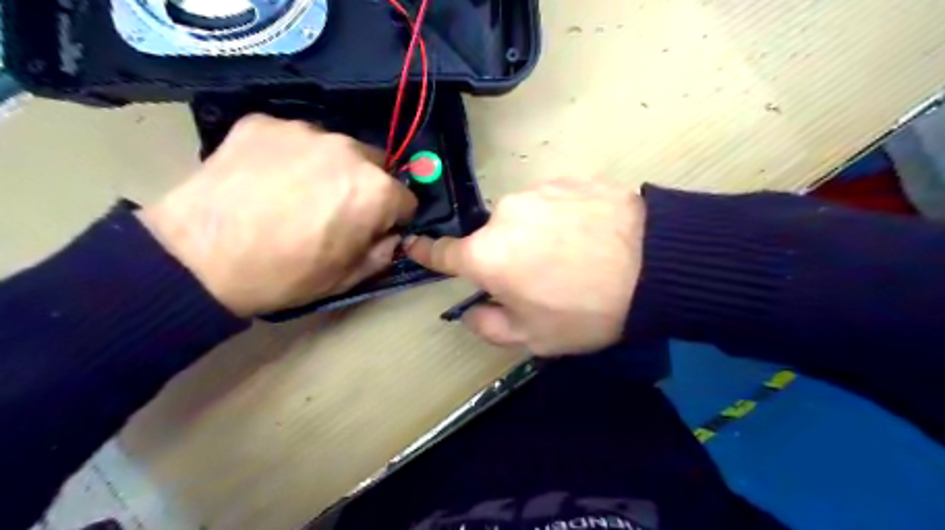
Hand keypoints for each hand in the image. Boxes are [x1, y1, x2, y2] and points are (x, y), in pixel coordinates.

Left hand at [137, 114, 415, 315]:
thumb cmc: (284, 274)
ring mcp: (304, 130)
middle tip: (332, 210)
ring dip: (328, 167)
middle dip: (364, 187)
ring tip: (294, 193)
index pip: (406, 199)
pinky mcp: (263, 121)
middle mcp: (349, 150)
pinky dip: (288, 155)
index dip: (391, 218)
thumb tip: (391, 237)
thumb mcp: (347, 278)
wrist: (198, 258)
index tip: (371, 230)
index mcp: (375, 191)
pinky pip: (292, 138)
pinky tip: (265, 178)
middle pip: (374, 166)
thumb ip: (383, 253)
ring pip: (335, 148)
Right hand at [403, 179, 646, 354]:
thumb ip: (490, 326)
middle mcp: (504, 214)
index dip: (427, 252)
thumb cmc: (586, 310)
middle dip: (506, 257)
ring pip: (523, 219)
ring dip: (535, 236)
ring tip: (573, 255)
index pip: (443, 252)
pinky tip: (589, 235)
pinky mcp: (568, 179)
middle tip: (542, 278)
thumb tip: (471, 310)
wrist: (656, 266)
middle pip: (492, 239)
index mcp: (487, 254)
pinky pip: (551, 203)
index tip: (414, 245)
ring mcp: (538, 191)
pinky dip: (560, 219)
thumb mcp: (534, 337)